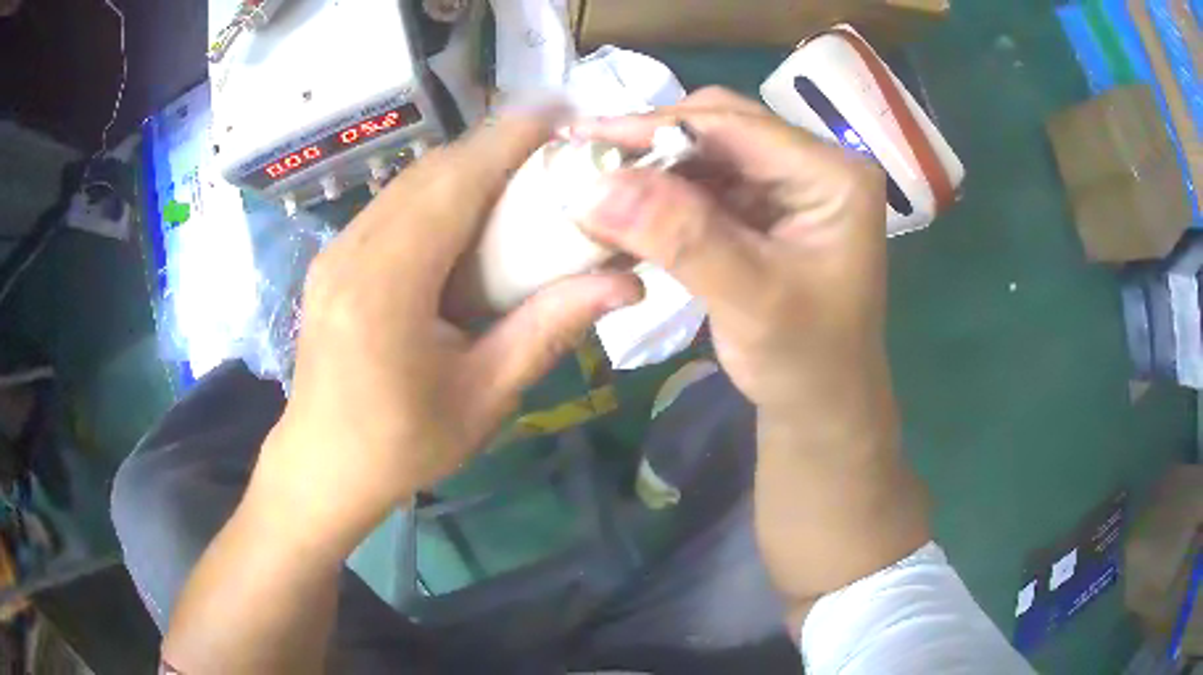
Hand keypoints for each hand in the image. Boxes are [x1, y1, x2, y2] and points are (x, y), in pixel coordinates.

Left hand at [246, 113, 641, 553]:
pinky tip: (468, 213)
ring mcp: (336, 252)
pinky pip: (393, 206)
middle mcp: (353, 252)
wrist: (323, 466)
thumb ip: (548, 330)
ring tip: (521, 174)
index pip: (455, 184)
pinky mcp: (334, 260)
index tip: (562, 115)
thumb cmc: (403, 445)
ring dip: (467, 167)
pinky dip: (438, 192)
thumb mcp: (484, 397)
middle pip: (432, 172)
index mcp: (386, 286)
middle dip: (495, 147)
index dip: (510, 140)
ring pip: (410, 183)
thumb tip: (625, 284)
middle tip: (556, 150)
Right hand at [574, 88, 927, 620]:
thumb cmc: (806, 362)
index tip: (586, 135)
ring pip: (708, 151)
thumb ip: (681, 238)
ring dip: (653, 166)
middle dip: (653, 141)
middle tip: (587, 155)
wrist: (820, 406)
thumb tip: (595, 185)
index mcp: (834, 175)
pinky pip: (705, 183)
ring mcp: (788, 185)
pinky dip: (663, 192)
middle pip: (722, 126)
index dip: (658, 126)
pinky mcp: (764, 209)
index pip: (737, 127)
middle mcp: (814, 166)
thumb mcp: (751, 301)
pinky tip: (626, 204)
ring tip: (596, 177)